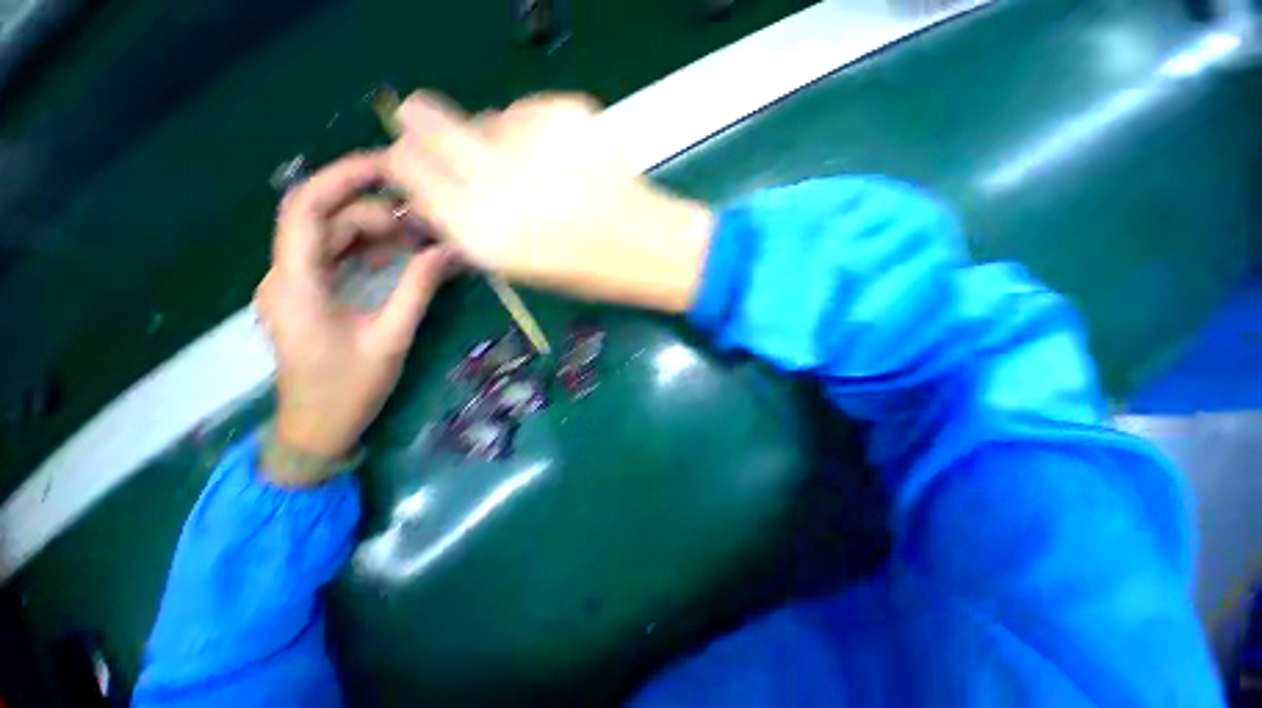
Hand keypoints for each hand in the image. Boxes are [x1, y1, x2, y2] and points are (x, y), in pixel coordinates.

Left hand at [254, 152, 453, 482]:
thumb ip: (418, 290)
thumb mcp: (391, 338)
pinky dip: (365, 251)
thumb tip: (450, 252)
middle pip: (323, 220)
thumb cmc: (349, 389)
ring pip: (329, 238)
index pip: (305, 208)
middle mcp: (284, 276)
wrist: (316, 429)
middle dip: (373, 213)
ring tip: (418, 240)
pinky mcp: (305, 296)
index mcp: (295, 284)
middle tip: (423, 224)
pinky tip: (397, 257)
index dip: (342, 178)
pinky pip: (333, 259)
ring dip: (373, 233)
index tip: (388, 168)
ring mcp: (292, 286)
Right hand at [383, 91, 713, 312]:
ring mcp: (532, 139)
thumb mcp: (515, 265)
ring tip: (537, 171)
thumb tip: (435, 186)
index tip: (413, 161)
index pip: (407, 167)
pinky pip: (528, 112)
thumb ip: (468, 222)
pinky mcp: (565, 112)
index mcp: (481, 229)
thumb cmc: (584, 271)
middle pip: (426, 118)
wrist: (645, 247)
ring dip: (496, 138)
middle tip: (444, 137)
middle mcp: (496, 177)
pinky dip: (535, 132)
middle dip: (424, 125)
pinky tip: (565, 160)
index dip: (406, 160)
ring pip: (485, 115)